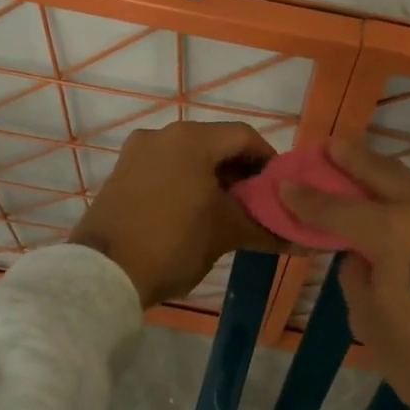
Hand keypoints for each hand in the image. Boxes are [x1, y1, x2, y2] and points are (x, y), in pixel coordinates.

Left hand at [70, 121, 285, 308]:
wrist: (103, 274)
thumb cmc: (173, 243)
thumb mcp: (225, 235)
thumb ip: (265, 229)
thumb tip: (306, 241)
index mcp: (192, 139)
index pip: (244, 137)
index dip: (269, 161)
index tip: (281, 189)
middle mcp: (163, 134)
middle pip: (215, 143)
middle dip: (241, 171)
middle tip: (258, 204)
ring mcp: (137, 152)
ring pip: (189, 156)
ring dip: (213, 177)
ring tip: (229, 211)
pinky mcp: (121, 173)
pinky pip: (165, 168)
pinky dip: (186, 182)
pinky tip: (195, 212)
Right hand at [281, 139, 409, 409]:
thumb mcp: (374, 330)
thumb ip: (357, 282)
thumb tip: (359, 258)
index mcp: (395, 234)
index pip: (338, 210)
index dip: (307, 199)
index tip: (287, 184)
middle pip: (386, 173)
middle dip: (355, 158)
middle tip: (336, 145)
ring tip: (399, 185)